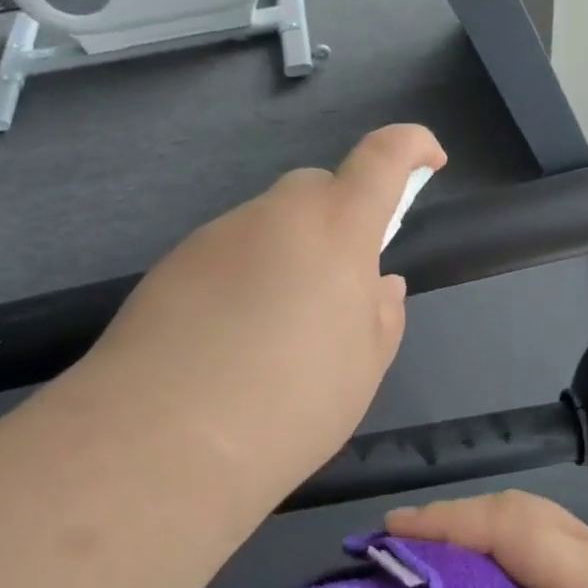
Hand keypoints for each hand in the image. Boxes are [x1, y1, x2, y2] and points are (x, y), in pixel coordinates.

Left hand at [85, 124, 445, 494]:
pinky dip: (245, 276)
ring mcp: (217, 235)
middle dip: (340, 218)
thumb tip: (377, 283)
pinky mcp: (173, 263)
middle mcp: (276, 215)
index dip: (411, 146)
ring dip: (288, 253)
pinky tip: (229, 338)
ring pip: (269, 224)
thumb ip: (382, 315)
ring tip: (277, 329)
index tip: (428, 160)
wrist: (159, 441)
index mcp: (336, 230)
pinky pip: (228, 253)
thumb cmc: (289, 405)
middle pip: (318, 189)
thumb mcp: (362, 369)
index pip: (381, 158)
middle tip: (339, 284)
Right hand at [383, 491, 587, 587]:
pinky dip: (507, 548)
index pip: (504, 525)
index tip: (388, 531)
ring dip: (481, 528)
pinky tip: (486, 577)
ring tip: (432, 554)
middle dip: (456, 519)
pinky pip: (550, 545)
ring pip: (535, 522)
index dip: (443, 521)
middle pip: (519, 510)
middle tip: (402, 543)